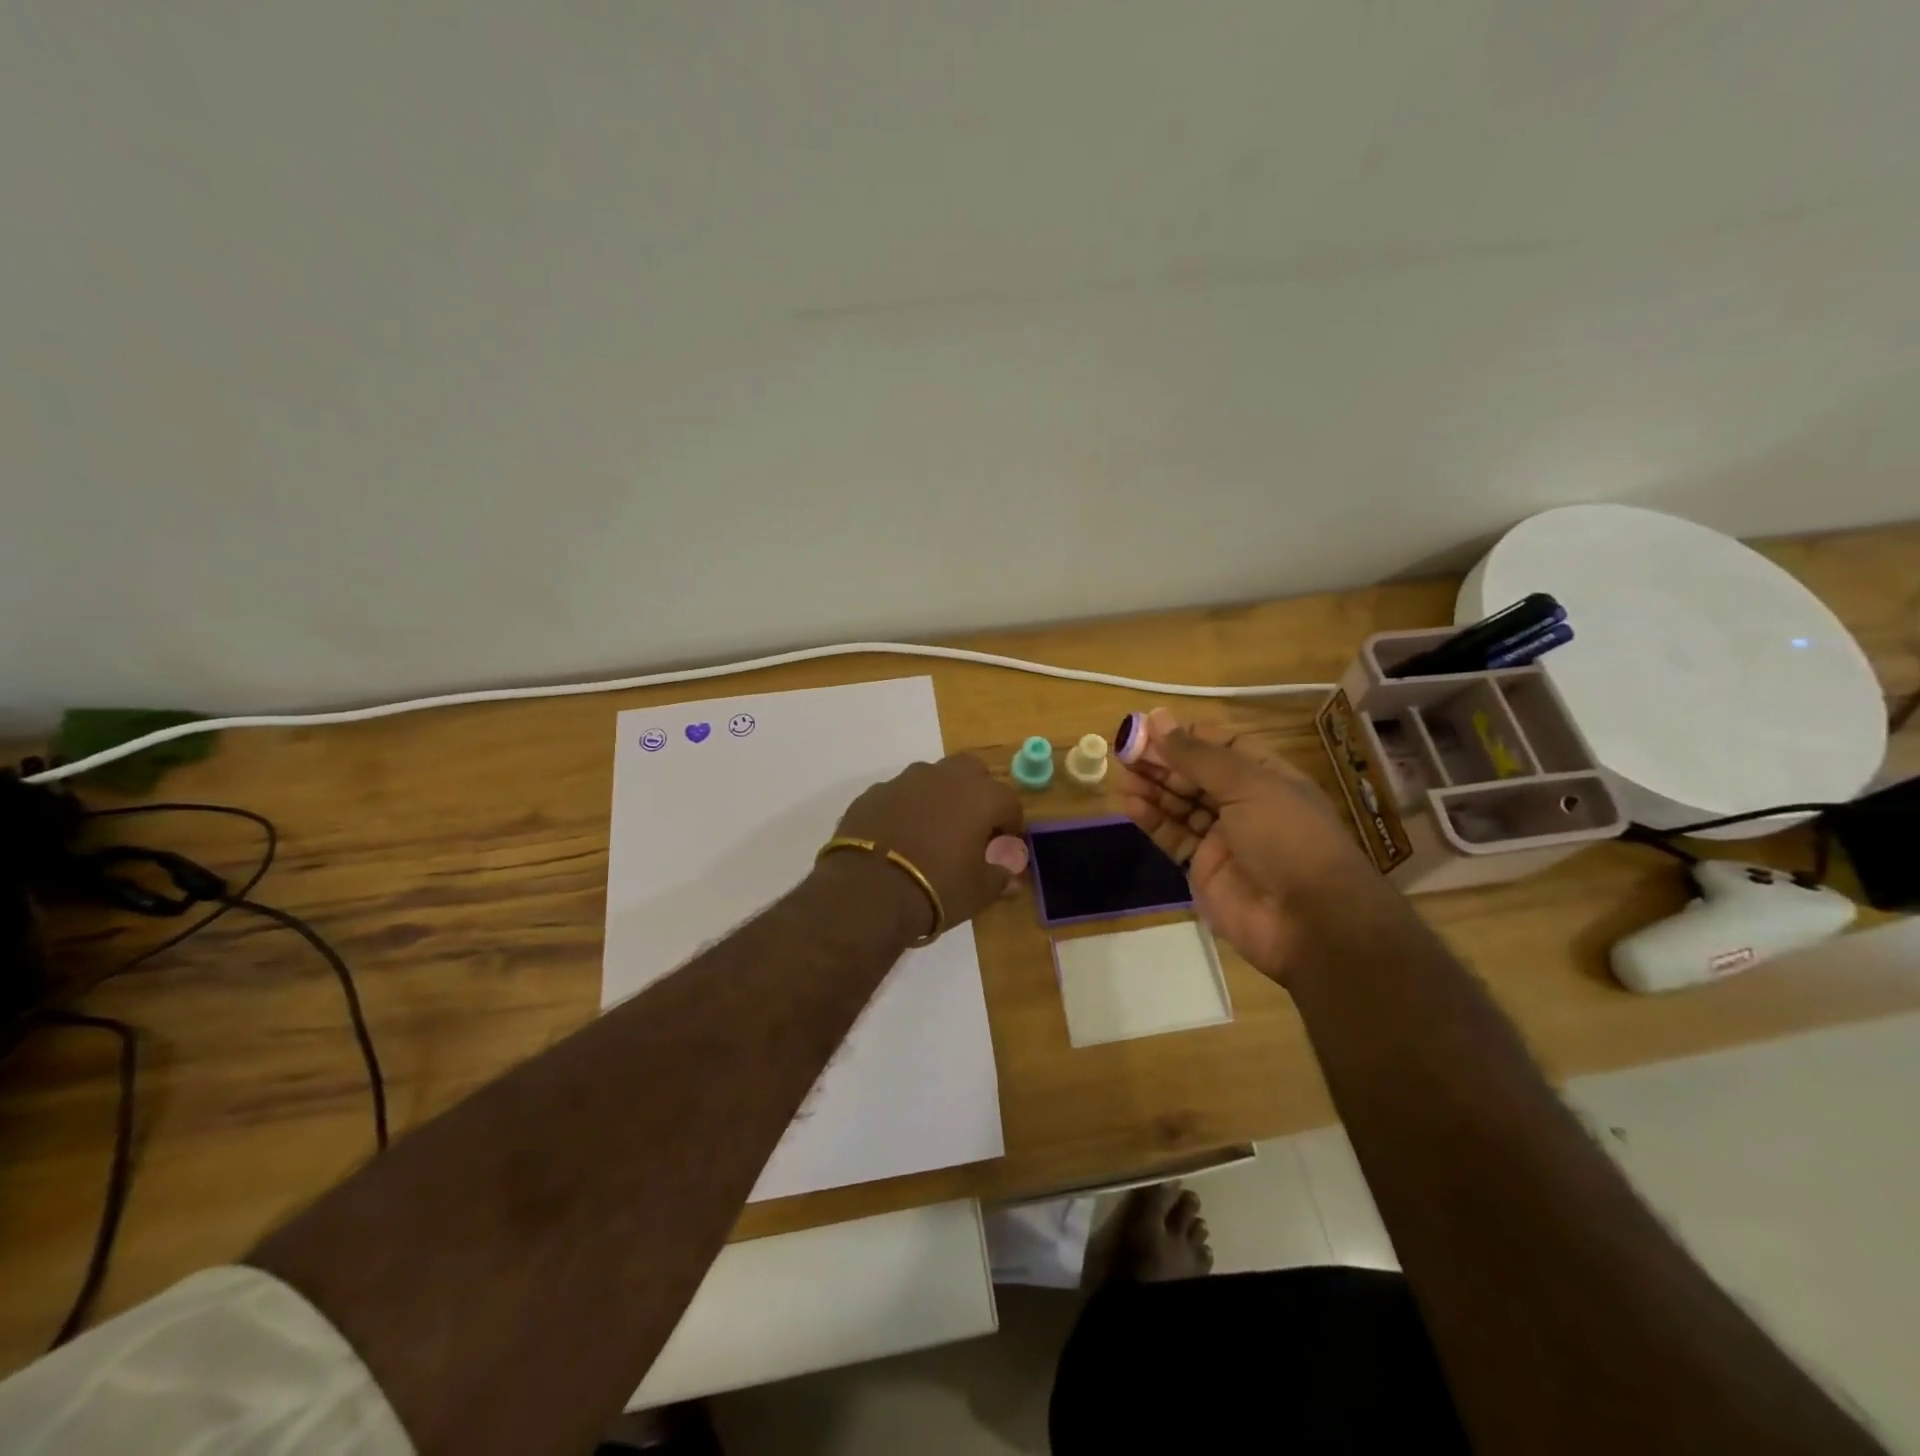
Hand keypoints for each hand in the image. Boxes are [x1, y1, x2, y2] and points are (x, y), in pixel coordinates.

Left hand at [831, 754, 1025, 935]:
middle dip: (976, 792)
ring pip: (932, 777)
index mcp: (979, 796)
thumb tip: (1010, 876)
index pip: (1008, 801)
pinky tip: (899, 835)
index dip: (1010, 823)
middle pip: (971, 771)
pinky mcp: (873, 793)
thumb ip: (998, 877)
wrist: (867, 890)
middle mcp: (944, 777)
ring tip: (933, 828)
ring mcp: (905, 781)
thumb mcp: (977, 891)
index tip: (1003, 844)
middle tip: (971, 824)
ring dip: (939, 795)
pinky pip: (899, 794)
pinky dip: (906, 808)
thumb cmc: (936, 887)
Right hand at [1115, 709, 1389, 984]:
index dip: (1186, 736)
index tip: (1148, 727)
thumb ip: (1197, 755)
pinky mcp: (1203, 868)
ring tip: (1122, 776)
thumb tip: (1157, 718)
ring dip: (1152, 788)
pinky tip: (1130, 804)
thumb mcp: (1247, 785)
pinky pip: (1173, 837)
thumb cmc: (1286, 837)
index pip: (1222, 745)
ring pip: (1180, 805)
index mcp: (1266, 776)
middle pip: (1196, 775)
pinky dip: (1152, 820)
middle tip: (1124, 752)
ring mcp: (1223, 838)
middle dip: (1162, 761)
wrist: (1308, 921)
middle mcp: (1245, 803)